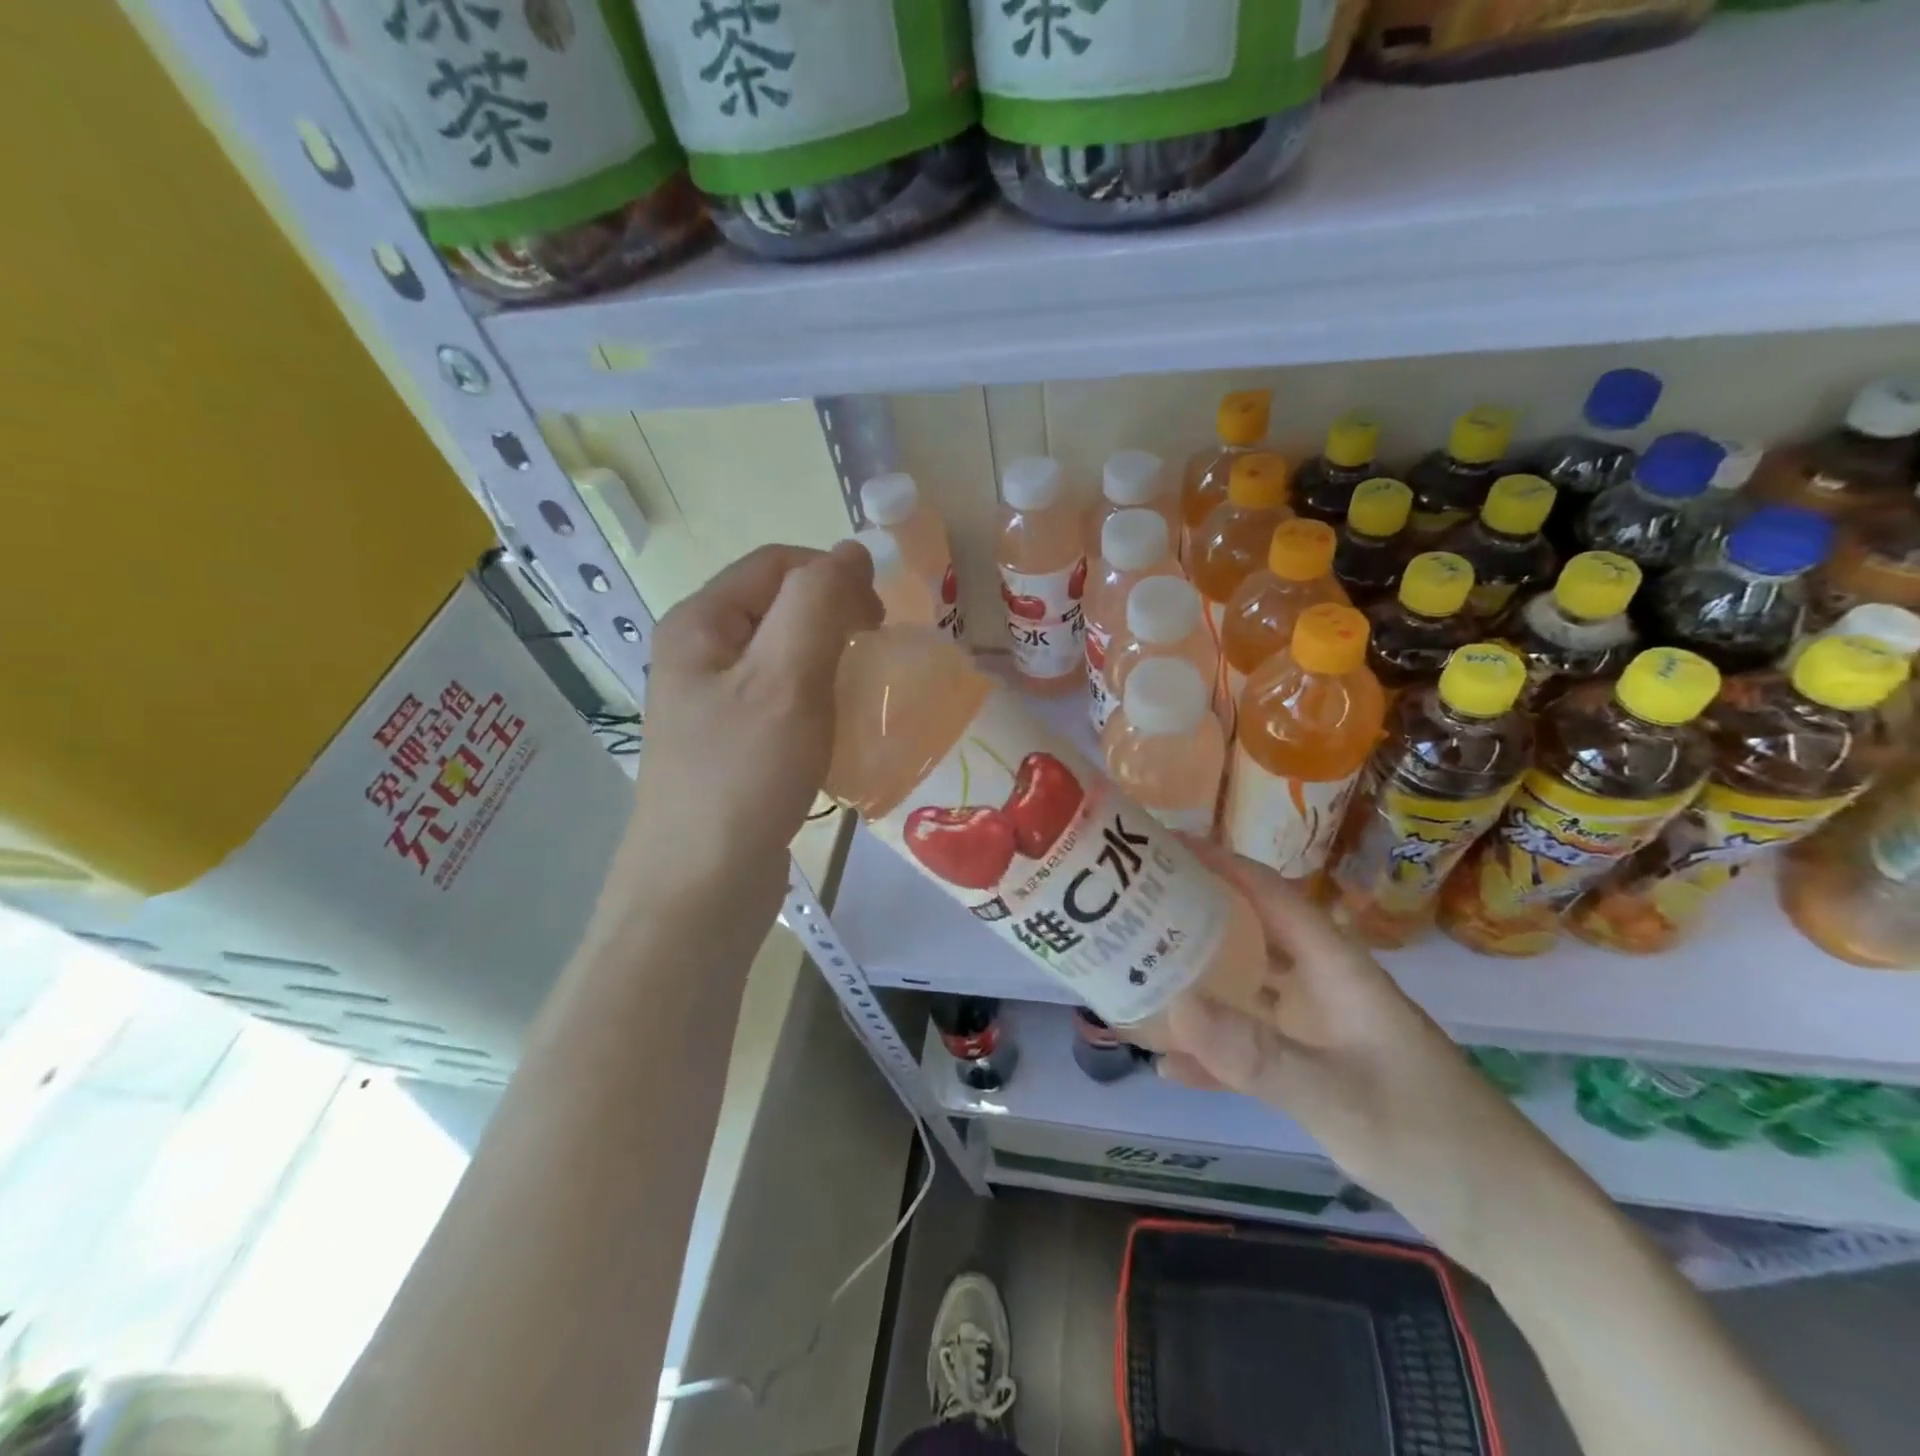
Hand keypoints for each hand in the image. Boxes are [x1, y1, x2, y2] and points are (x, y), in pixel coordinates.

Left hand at [622, 543, 881, 932]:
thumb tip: (851, 551)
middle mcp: (699, 654)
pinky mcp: (732, 746)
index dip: (834, 576)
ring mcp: (712, 704)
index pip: (777, 564)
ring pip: (785, 657)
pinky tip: (838, 733)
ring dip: (831, 664)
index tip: (879, 621)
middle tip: (875, 657)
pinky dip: (818, 704)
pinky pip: (783, 702)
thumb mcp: (786, 678)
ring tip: (861, 695)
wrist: (702, 888)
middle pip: (780, 607)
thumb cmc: (743, 775)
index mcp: (700, 623)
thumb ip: (818, 602)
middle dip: (835, 620)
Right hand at [1160, 839, 1539, 1266]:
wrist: (1507, 1218)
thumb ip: (1258, 1055)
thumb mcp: (1339, 1096)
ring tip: (1132, 973)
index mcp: (1334, 967)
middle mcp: (1319, 986)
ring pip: (1242, 990)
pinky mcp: (1314, 1071)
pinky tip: (1166, 1062)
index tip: (1160, 845)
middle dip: (1189, 916)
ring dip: (1193, 983)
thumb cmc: (1432, 1138)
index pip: (1268, 893)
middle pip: (1246, 933)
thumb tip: (1175, 1005)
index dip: (1217, 862)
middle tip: (1126, 908)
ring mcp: (1316, 1030)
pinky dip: (1210, 1050)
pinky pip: (1248, 1048)